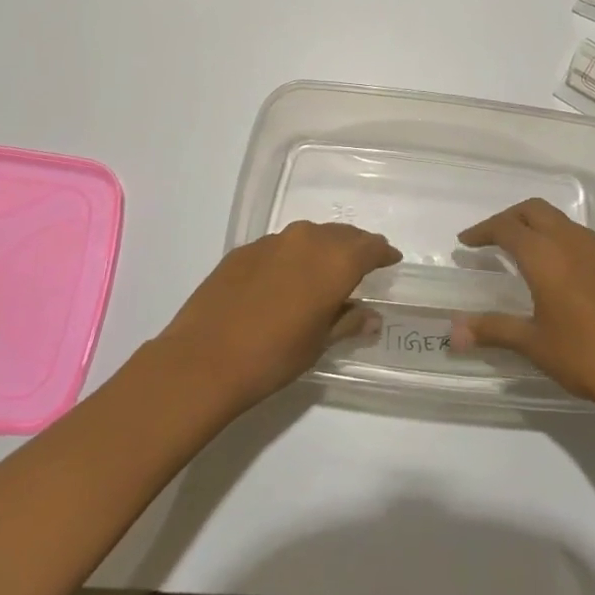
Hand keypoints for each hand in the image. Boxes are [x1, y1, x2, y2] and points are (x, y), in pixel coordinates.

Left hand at [156, 222, 399, 414]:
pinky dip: (292, 256)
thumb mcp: (318, 343)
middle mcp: (307, 240)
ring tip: (325, 269)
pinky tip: (285, 278)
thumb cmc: (273, 356)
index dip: (383, 253)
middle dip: (355, 247)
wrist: (203, 359)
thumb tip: (371, 316)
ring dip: (323, 248)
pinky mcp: (244, 250)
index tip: (391, 259)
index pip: (370, 247)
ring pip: (309, 236)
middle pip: (341, 235)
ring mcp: (272, 241)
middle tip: (363, 262)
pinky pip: (280, 246)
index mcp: (335, 261)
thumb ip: (348, 321)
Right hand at [450, 198, 594, 422]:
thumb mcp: (534, 344)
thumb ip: (494, 330)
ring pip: (556, 218)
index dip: (483, 231)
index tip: (465, 243)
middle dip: (507, 218)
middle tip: (487, 239)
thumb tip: (453, 332)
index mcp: (546, 255)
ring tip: (514, 248)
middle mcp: (569, 242)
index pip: (507, 228)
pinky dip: (552, 234)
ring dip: (532, 223)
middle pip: (533, 210)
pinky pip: (573, 233)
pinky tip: (549, 265)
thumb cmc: (586, 355)